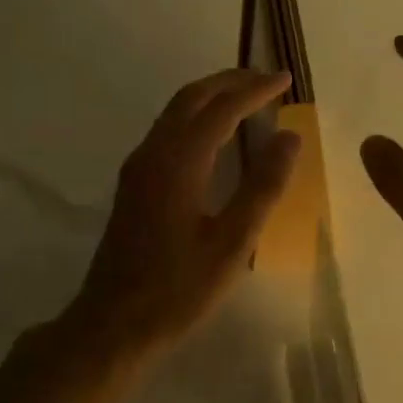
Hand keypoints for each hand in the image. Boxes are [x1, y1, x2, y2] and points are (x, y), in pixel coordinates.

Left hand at [70, 69, 299, 360]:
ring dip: (211, 97)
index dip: (255, 90)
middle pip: (191, 98)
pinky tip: (215, 137)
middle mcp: (153, 154)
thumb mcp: (232, 242)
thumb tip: (290, 137)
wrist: (113, 323)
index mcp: (178, 162)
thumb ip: (262, 187)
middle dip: (230, 82)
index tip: (285, 78)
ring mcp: (138, 169)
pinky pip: (168, 132)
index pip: (221, 109)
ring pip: (175, 113)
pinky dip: (196, 119)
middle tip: (267, 80)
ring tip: (247, 99)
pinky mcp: (134, 185)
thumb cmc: (178, 289)